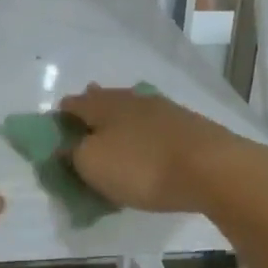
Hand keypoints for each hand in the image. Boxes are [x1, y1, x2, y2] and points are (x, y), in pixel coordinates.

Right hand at [60, 84, 267, 214]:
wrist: (211, 168)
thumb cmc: (142, 167)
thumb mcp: (93, 165)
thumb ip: (73, 154)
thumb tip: (65, 146)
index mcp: (103, 106)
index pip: (74, 104)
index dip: (62, 115)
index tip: (56, 127)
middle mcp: (131, 99)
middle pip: (105, 100)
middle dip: (93, 109)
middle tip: (85, 123)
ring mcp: (163, 109)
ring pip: (132, 109)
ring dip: (121, 118)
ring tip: (116, 132)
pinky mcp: (188, 125)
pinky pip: (155, 124)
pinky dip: (145, 131)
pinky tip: (148, 140)